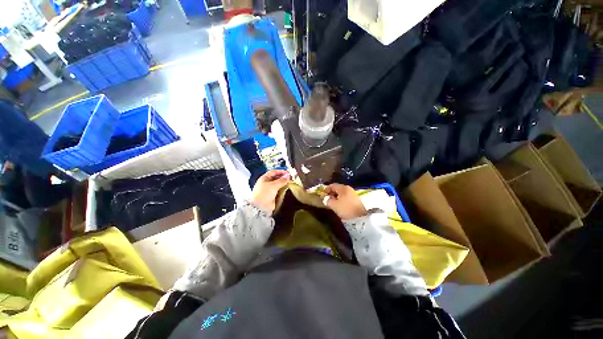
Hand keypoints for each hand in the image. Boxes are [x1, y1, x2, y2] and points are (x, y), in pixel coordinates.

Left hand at [251, 169, 290, 213]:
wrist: (260, 207)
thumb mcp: (273, 185)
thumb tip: (287, 176)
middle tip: (290, 178)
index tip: (287, 173)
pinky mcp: (272, 195)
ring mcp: (269, 189)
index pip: (273, 172)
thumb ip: (281, 180)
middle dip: (283, 177)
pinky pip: (279, 190)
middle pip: (276, 178)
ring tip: (290, 183)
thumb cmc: (264, 194)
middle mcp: (266, 183)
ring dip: (283, 183)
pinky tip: (287, 189)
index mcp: (264, 178)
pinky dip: (283, 189)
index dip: (280, 171)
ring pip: (278, 184)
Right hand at [324, 183, 367, 219]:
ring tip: (333, 204)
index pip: (332, 185)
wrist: (363, 217)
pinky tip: (341, 206)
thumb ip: (328, 200)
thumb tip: (324, 197)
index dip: (326, 190)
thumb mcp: (334, 205)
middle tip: (327, 201)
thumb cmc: (346, 209)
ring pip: (342, 194)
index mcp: (343, 188)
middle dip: (331, 194)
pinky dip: (342, 200)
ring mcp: (354, 194)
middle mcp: (348, 188)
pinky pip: (346, 198)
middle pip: (337, 189)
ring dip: (337, 198)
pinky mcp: (357, 199)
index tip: (322, 196)